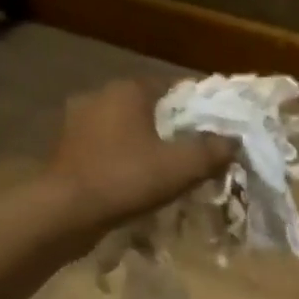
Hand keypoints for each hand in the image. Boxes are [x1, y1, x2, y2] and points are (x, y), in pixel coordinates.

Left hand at [50, 79, 232, 225]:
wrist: (64, 212)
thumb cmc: (126, 178)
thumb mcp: (182, 166)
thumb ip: (213, 150)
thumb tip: (233, 141)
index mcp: (128, 89)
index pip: (174, 87)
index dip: (199, 107)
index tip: (216, 128)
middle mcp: (99, 95)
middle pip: (149, 107)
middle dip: (172, 126)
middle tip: (194, 150)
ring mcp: (77, 121)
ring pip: (125, 128)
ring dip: (145, 143)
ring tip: (166, 167)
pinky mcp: (65, 148)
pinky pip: (106, 147)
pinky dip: (123, 158)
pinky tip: (135, 179)